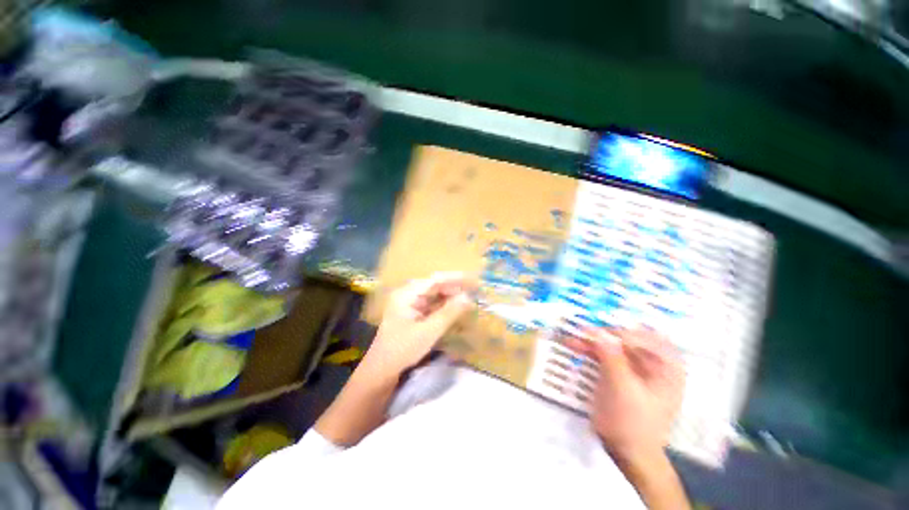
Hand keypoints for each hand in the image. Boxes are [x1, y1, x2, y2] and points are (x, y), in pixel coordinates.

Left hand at [363, 272, 474, 381]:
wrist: (381, 371)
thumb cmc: (402, 349)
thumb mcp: (428, 331)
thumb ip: (449, 313)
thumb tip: (467, 297)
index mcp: (407, 294)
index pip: (434, 280)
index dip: (454, 278)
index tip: (472, 279)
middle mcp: (407, 294)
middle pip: (434, 286)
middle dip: (453, 288)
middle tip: (473, 291)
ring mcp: (409, 304)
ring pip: (434, 296)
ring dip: (449, 297)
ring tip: (467, 299)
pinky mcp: (412, 314)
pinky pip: (431, 305)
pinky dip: (443, 307)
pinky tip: (455, 309)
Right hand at [567, 328, 684, 458]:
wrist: (628, 452)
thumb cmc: (633, 422)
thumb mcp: (623, 389)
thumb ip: (612, 358)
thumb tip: (598, 331)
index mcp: (667, 366)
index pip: (646, 337)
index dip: (622, 331)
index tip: (597, 331)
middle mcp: (653, 362)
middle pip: (627, 338)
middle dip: (603, 334)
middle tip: (581, 332)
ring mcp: (635, 367)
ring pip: (613, 345)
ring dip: (592, 341)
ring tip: (572, 338)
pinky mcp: (619, 372)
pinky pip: (604, 354)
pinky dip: (590, 349)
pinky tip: (575, 346)